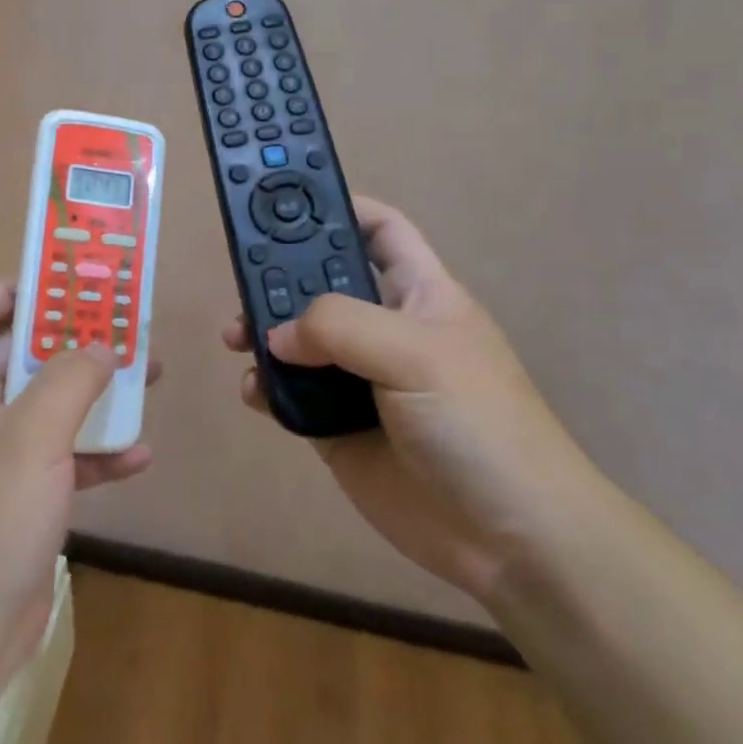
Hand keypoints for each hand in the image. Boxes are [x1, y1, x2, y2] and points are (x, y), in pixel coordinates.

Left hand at [0, 280, 154, 686]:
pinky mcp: (20, 498)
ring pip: (50, 407)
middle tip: (124, 327)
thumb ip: (71, 379)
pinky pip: (62, 458)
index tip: (66, 285)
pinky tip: (139, 457)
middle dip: (73, 342)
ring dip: (95, 394)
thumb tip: (102, 346)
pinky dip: (96, 453)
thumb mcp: (33, 436)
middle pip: (22, 357)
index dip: (13, 291)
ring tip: (147, 379)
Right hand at [223, 197, 592, 601]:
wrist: (508, 539)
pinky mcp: (336, 427)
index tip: (282, 204)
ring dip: (263, 332)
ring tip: (234, 338)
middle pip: (323, 282)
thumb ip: (340, 326)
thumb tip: (277, 337)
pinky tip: (256, 394)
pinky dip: (265, 388)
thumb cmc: (477, 424)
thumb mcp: (417, 353)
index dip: (339, 208)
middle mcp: (385, 329)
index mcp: (419, 293)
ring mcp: (359, 380)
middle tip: (238, 279)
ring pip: (298, 339)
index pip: (379, 230)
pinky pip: (289, 395)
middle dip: (280, 275)